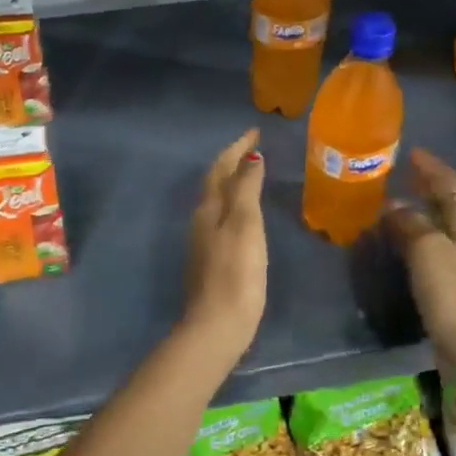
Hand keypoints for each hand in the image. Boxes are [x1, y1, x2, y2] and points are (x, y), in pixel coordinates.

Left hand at [183, 129, 267, 356]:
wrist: (217, 325)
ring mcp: (204, 243)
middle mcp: (201, 221)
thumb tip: (250, 157)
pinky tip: (245, 215)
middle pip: (215, 182)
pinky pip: (222, 221)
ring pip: (217, 201)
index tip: (254, 130)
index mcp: (209, 209)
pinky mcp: (212, 262)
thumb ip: (246, 189)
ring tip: (251, 174)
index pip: (221, 168)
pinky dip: (234, 206)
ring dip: (232, 183)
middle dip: (233, 161)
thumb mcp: (245, 224)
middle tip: (254, 147)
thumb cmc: (236, 272)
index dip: (236, 147)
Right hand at [383, 149, 455, 373]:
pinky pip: (428, 248)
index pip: (450, 185)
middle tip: (401, 174)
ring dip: (417, 211)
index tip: (412, 152)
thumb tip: (394, 207)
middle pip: (447, 203)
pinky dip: (413, 235)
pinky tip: (396, 239)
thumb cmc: (451, 292)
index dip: (432, 168)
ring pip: (437, 225)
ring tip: (392, 202)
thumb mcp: (428, 249)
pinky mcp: (449, 283)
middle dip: (426, 187)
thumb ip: (411, 224)